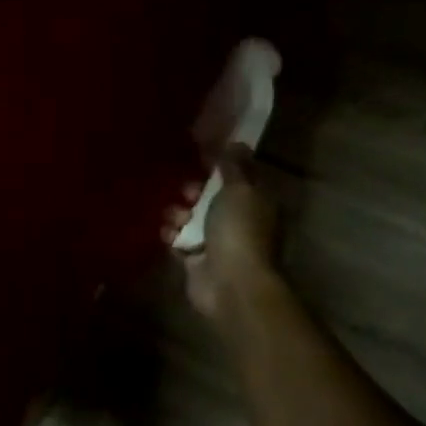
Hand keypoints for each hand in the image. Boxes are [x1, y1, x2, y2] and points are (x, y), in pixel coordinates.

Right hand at [162, 144, 292, 347]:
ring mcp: (217, 243)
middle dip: (195, 191)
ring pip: (192, 218)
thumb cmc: (239, 230)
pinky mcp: (196, 260)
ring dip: (179, 213)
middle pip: (211, 197)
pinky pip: (179, 240)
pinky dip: (172, 235)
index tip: (201, 157)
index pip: (240, 178)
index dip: (222, 166)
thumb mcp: (240, 189)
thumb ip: (234, 166)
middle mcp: (239, 222)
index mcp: (256, 203)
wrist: (230, 283)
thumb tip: (235, 142)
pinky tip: (169, 234)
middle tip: (188, 191)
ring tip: (177, 217)